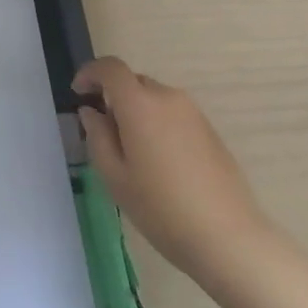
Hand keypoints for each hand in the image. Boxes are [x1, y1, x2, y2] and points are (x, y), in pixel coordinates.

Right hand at [74, 56, 273, 285]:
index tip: (79, 92)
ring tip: (133, 151)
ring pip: (154, 99)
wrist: (229, 239)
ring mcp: (193, 113)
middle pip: (133, 82)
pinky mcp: (210, 131)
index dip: (90, 73)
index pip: (110, 68)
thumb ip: (98, 136)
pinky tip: (161, 163)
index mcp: (140, 104)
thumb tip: (91, 112)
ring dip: (137, 111)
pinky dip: (158, 124)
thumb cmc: (162, 209)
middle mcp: (168, 98)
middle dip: (114, 97)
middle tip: (104, 131)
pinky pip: (174, 115)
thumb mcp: (115, 177)